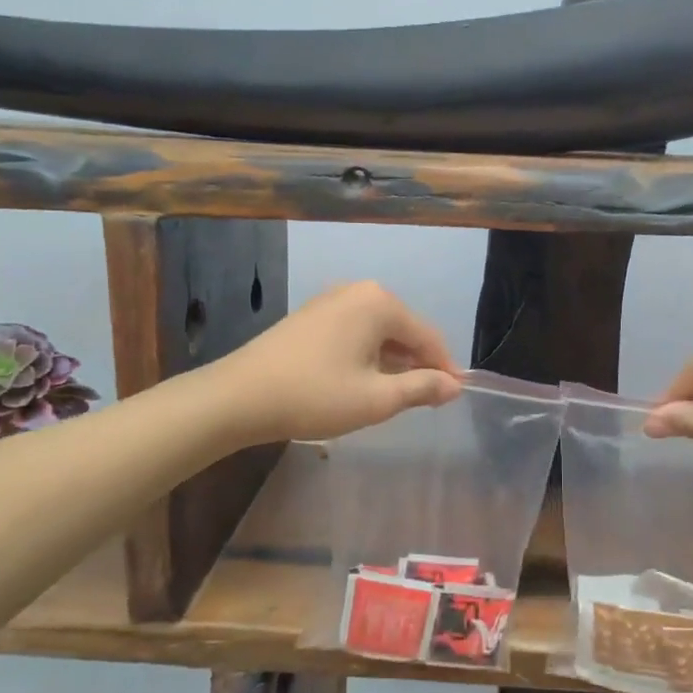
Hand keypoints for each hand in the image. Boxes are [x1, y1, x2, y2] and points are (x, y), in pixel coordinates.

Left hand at [211, 281, 462, 445]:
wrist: (238, 397)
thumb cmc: (315, 395)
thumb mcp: (376, 399)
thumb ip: (421, 388)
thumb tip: (454, 386)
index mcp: (380, 303)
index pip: (427, 336)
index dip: (444, 369)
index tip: (453, 397)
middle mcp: (358, 291)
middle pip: (403, 330)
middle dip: (417, 364)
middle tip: (425, 401)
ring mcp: (331, 301)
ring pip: (378, 332)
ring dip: (391, 362)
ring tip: (396, 396)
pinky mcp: (311, 316)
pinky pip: (354, 332)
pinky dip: (367, 356)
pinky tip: (363, 382)